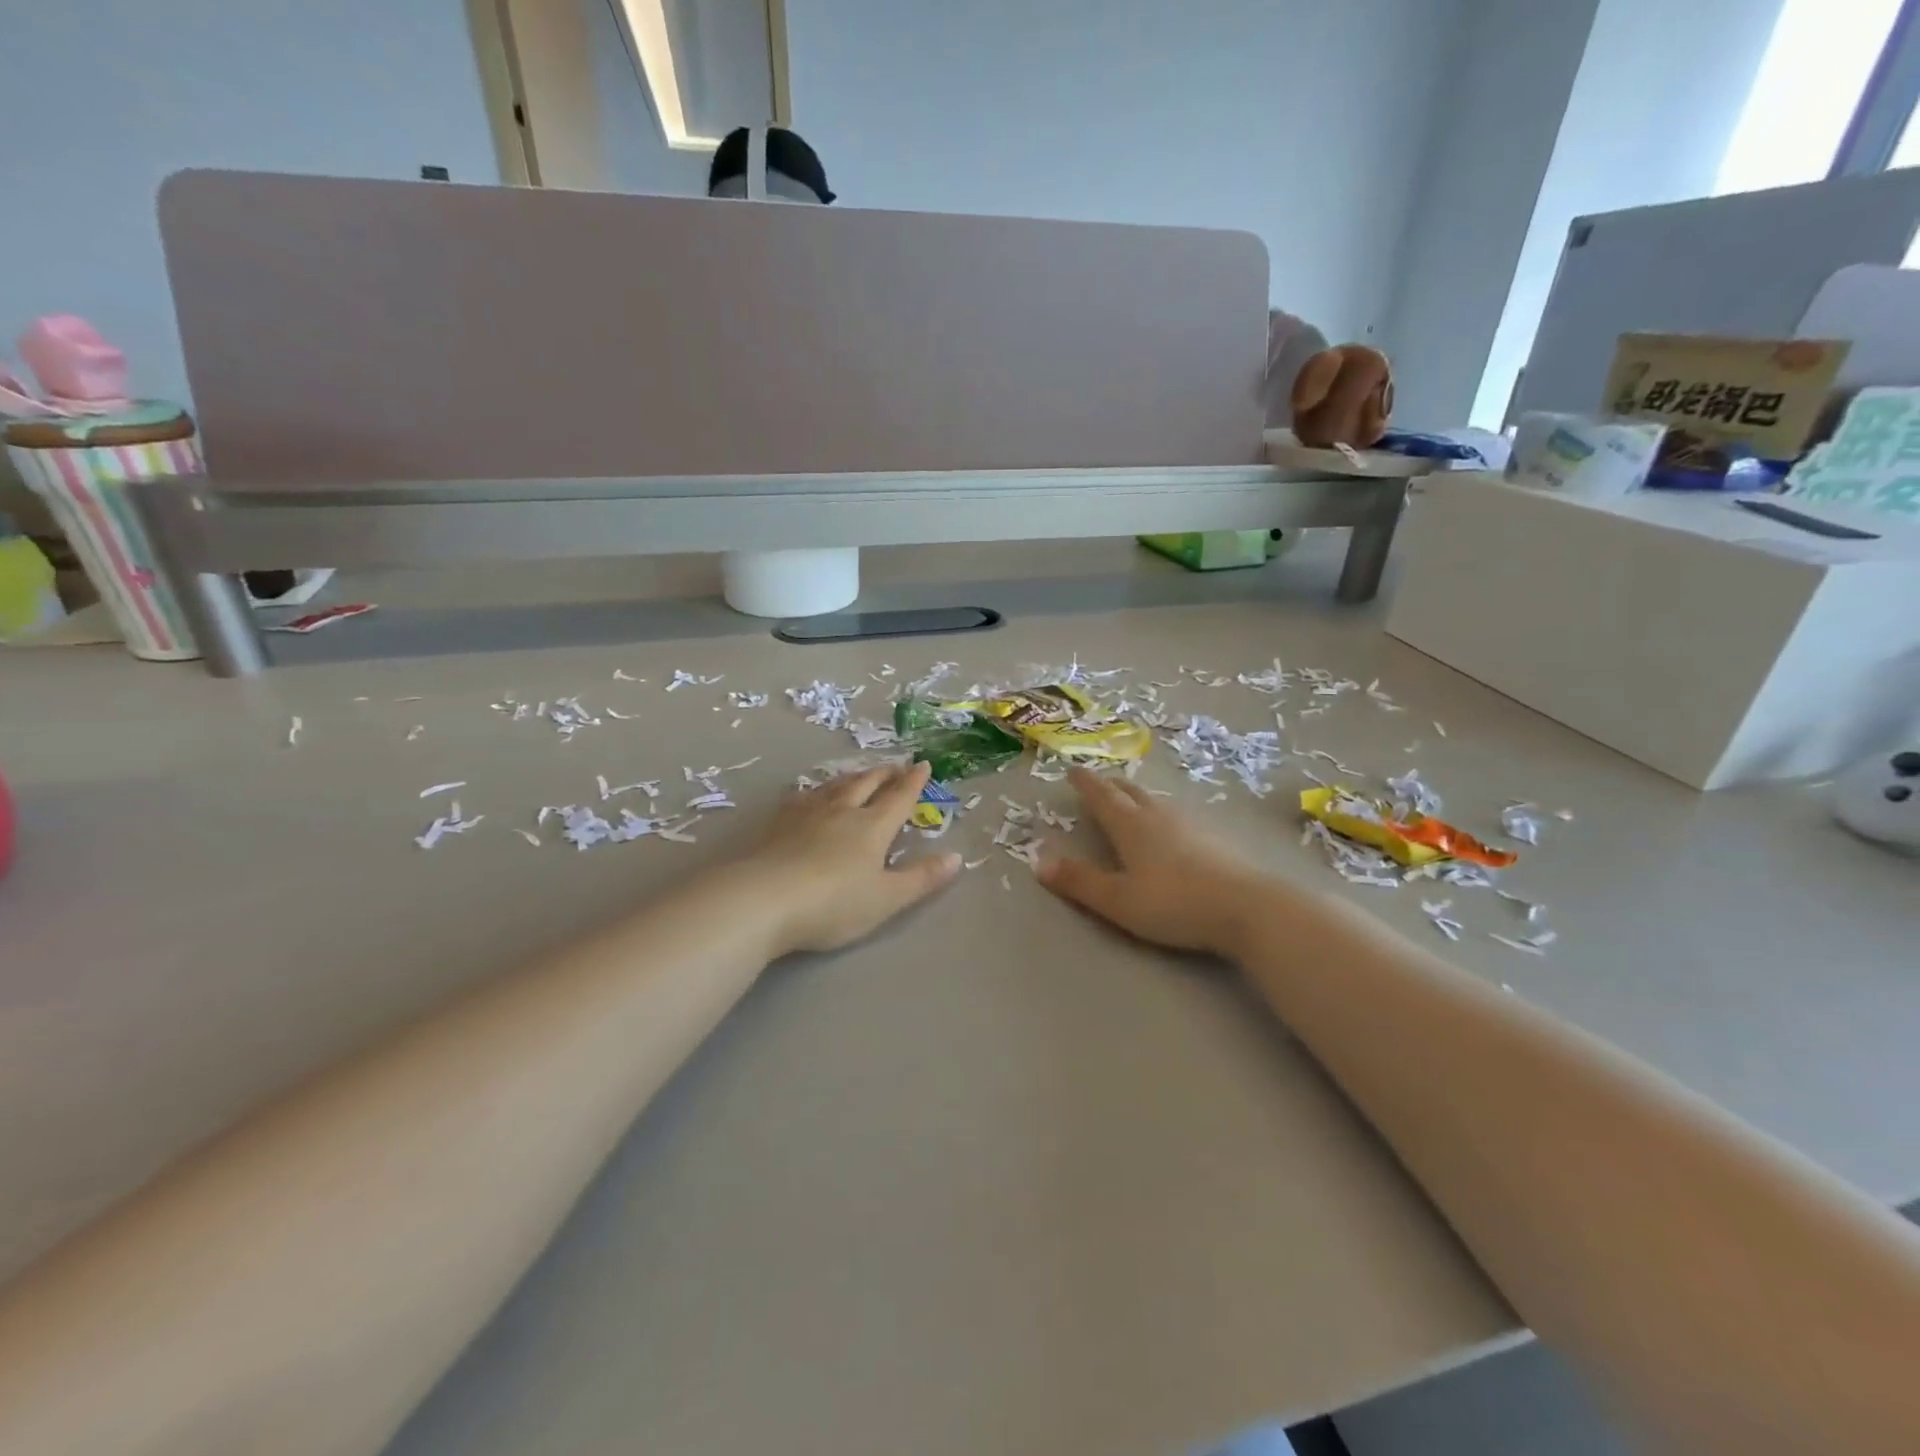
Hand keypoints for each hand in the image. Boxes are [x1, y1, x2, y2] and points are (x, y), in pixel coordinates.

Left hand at [743, 761, 960, 955]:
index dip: (914, 782)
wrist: (762, 900)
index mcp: (872, 827)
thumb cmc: (833, 904)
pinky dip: (817, 791)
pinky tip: (810, 796)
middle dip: (884, 774)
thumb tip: (957, 857)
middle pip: (866, 784)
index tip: (924, 764)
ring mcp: (806, 814)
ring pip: (834, 786)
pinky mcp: (777, 824)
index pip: (899, 798)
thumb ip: (922, 878)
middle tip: (895, 766)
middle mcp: (841, 811)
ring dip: (852, 778)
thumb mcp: (887, 899)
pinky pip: (803, 797)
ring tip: (859, 775)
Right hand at [1038, 768, 1271, 956]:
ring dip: (1136, 796)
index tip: (1072, 770)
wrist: (1247, 907)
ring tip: (1129, 799)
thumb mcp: (1117, 899)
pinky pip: (1176, 815)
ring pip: (1155, 801)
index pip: (1102, 796)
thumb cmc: (1173, 903)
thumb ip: (1078, 881)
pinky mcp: (1213, 839)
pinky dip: (1160, 813)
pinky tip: (1169, 827)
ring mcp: (1190, 824)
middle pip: (1130, 792)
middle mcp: (1158, 816)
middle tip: (1098, 781)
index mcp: (1131, 825)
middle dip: (1110, 785)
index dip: (1085, 783)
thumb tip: (1037, 860)